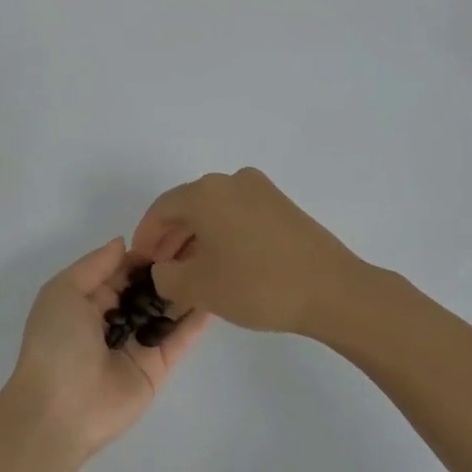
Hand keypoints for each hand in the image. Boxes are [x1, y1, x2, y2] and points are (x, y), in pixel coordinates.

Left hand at [4, 238, 210, 459]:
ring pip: (168, 310)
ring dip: (187, 287)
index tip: (173, 231)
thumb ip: (95, 265)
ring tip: (216, 260)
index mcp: (89, 299)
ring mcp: (140, 342)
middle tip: (202, 241)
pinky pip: (181, 337)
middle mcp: (116, 318)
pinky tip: (217, 294)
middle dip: (170, 266)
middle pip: (148, 287)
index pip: (123, 269)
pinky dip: (197, 319)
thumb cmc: (56, 343)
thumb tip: (124, 242)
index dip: (145, 251)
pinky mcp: (159, 366)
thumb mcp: (63, 291)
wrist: (60, 409)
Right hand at [131, 168, 363, 336]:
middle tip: (161, 270)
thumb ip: (166, 277)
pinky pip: (237, 214)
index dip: (145, 238)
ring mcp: (260, 190)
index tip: (140, 264)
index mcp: (206, 193)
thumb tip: (163, 270)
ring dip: (196, 238)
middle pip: (188, 207)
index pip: (161, 210)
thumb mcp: (199, 288)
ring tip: (189, 272)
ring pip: (214, 211)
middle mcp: (231, 181)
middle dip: (170, 238)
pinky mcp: (282, 205)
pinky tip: (222, 264)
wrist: (331, 290)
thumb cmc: (257, 285)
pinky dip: (222, 234)